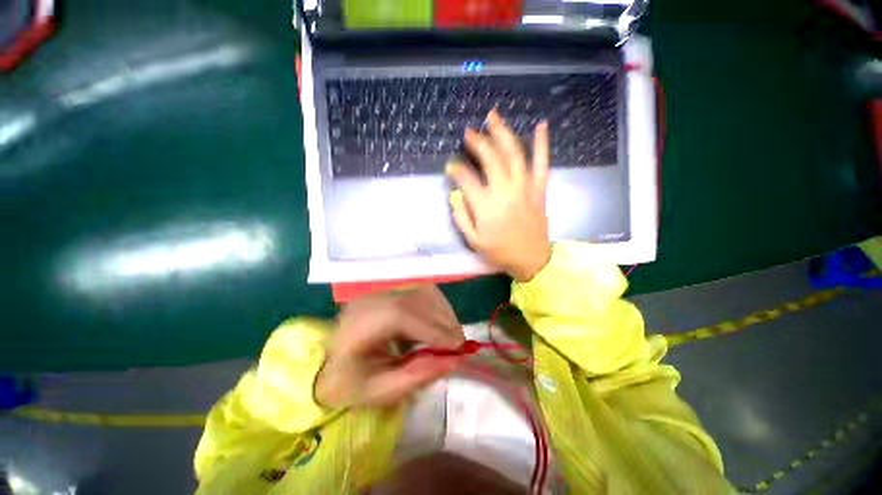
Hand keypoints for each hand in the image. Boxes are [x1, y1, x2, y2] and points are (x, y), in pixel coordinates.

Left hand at [315, 285, 464, 408]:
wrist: (327, 362)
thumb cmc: (349, 382)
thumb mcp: (380, 390)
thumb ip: (417, 375)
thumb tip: (455, 360)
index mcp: (359, 324)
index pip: (401, 315)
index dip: (433, 329)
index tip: (457, 349)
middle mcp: (371, 298)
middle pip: (416, 298)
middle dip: (443, 321)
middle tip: (458, 346)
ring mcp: (381, 289)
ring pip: (422, 291)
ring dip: (442, 313)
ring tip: (450, 337)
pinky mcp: (390, 288)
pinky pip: (421, 291)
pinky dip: (436, 306)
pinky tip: (437, 324)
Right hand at [446, 109, 551, 281]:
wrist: (531, 259)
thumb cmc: (499, 252)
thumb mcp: (473, 240)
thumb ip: (461, 216)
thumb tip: (456, 195)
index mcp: (486, 206)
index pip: (466, 179)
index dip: (456, 170)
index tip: (451, 166)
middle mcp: (505, 192)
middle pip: (490, 159)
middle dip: (478, 142)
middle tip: (469, 132)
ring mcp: (524, 188)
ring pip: (514, 154)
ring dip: (503, 133)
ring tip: (493, 117)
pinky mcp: (539, 189)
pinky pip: (542, 163)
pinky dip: (542, 144)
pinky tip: (541, 125)